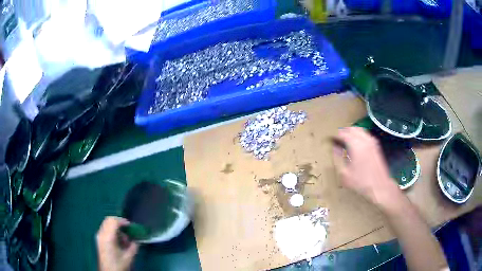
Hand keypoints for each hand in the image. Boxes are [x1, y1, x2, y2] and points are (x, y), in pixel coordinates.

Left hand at [96, 217, 138, 270]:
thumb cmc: (119, 264)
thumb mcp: (129, 256)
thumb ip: (133, 246)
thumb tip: (136, 239)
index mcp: (108, 237)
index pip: (114, 221)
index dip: (123, 221)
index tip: (131, 226)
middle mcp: (101, 234)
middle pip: (109, 220)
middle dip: (119, 222)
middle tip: (128, 229)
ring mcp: (99, 236)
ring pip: (106, 224)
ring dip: (116, 227)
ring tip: (124, 238)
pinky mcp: (99, 239)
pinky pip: (105, 229)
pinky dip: (112, 231)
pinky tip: (118, 240)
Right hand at [332, 127, 400, 207]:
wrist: (380, 186)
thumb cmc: (361, 182)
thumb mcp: (345, 174)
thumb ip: (338, 158)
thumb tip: (334, 147)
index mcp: (355, 145)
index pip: (343, 133)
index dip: (335, 136)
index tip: (330, 140)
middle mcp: (364, 140)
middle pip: (352, 129)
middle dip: (344, 132)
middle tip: (338, 140)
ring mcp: (372, 142)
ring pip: (360, 130)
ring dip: (352, 132)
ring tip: (347, 140)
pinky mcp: (376, 146)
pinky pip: (366, 135)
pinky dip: (360, 135)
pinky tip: (358, 144)